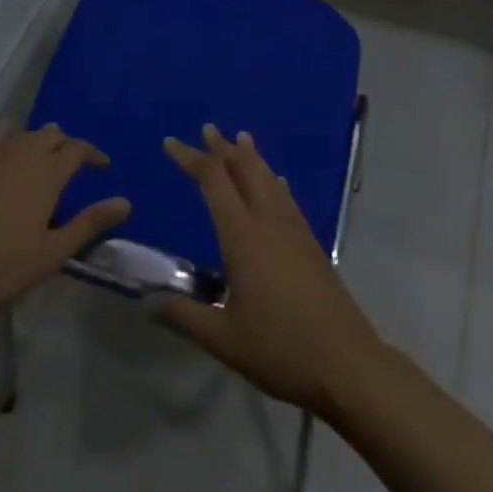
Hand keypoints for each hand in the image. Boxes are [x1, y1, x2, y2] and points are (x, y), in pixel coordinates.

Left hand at [0, 124, 129, 314]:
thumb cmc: (2, 265)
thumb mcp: (52, 252)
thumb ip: (89, 224)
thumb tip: (125, 203)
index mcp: (47, 172)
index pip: (78, 149)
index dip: (94, 154)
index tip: (104, 166)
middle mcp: (24, 154)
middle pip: (53, 135)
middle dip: (68, 145)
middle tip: (75, 166)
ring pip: (27, 133)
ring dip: (41, 140)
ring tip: (46, 159)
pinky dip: (12, 137)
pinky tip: (10, 150)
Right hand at [155, 124, 383, 417]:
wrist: (346, 362)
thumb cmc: (280, 349)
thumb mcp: (224, 339)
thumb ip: (184, 316)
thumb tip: (146, 301)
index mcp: (243, 235)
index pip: (213, 180)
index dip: (191, 158)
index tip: (171, 142)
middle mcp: (268, 220)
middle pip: (244, 169)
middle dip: (223, 148)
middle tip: (207, 129)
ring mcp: (294, 228)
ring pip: (268, 177)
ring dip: (250, 157)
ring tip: (241, 139)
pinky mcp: (310, 242)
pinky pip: (286, 196)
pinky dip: (273, 180)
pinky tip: (277, 182)